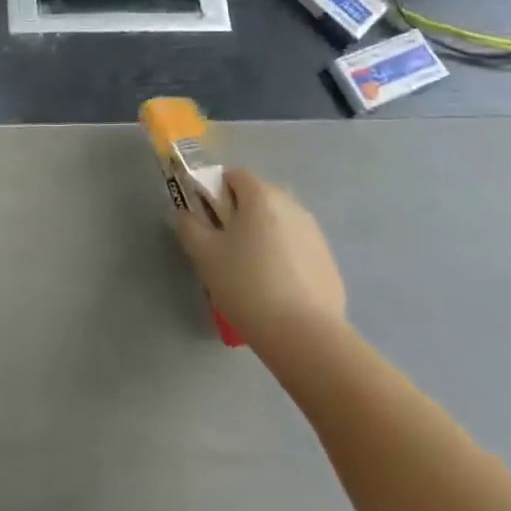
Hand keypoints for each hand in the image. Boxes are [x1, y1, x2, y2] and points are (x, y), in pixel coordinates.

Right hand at [173, 168, 346, 350]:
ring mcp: (314, 232)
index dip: (216, 192)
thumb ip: (188, 227)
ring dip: (263, 235)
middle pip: (258, 197)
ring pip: (279, 222)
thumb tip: (182, 214)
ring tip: (251, 272)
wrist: (304, 334)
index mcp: (261, 195)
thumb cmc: (247, 284)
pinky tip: (276, 288)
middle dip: (240, 214)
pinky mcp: (328, 260)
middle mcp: (292, 205)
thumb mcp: (204, 255)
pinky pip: (297, 246)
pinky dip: (284, 257)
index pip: (234, 175)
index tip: (209, 221)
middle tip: (225, 247)